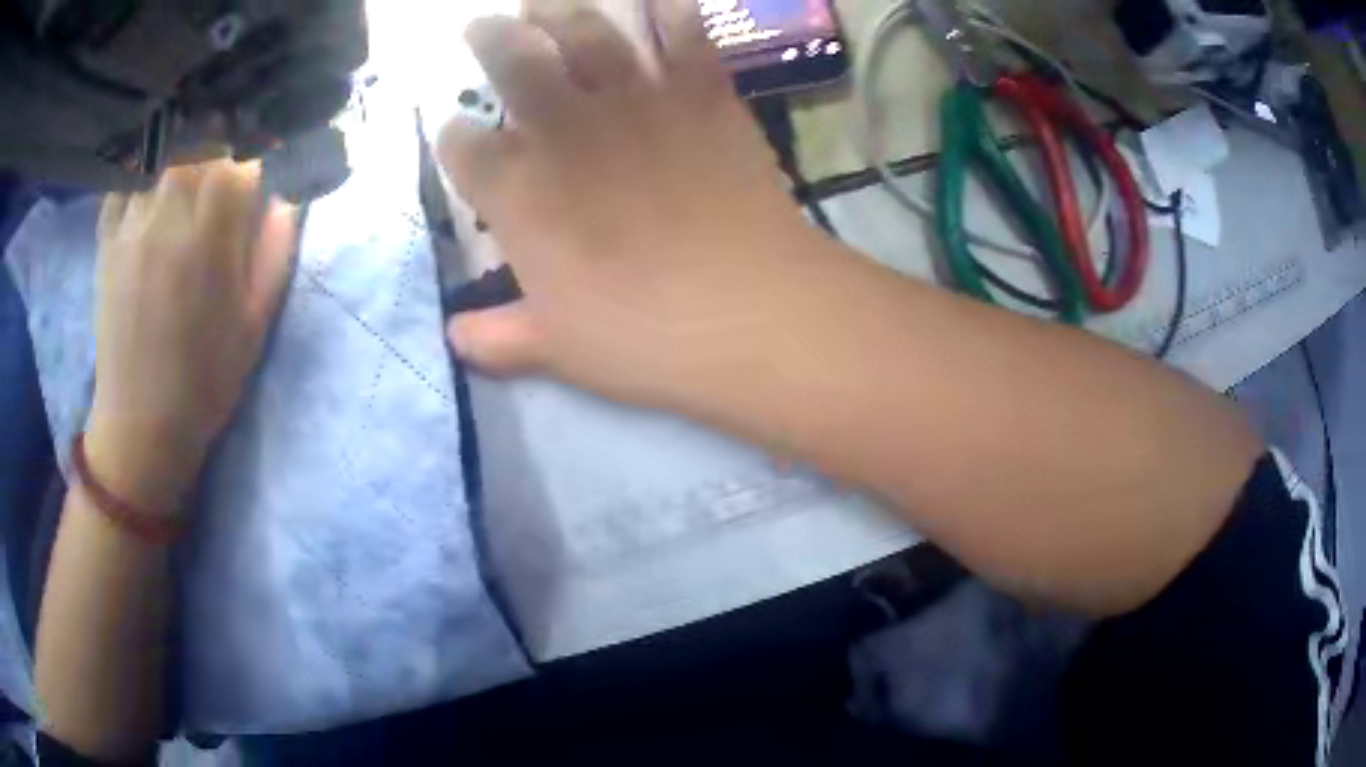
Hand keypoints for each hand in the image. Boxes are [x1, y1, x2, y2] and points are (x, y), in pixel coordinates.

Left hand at [87, 161, 295, 511]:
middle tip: (231, 149)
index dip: (263, 144)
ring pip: (163, 149)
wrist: (141, 423)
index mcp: (213, 232)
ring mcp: (133, 221)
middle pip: (202, 135)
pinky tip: (151, 182)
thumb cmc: (205, 377)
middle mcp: (170, 211)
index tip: (271, 151)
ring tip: (192, 157)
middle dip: (223, 134)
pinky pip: (126, 177)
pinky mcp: (107, 237)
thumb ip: (274, 249)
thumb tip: (284, 195)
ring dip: (184, 145)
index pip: (244, 152)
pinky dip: (142, 167)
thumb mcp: (255, 320)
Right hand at [439, 1, 836, 409]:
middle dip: (490, 39)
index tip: (457, 138)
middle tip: (483, 25)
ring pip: (586, 33)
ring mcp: (636, 102)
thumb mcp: (558, 350)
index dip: (454, 140)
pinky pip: (683, 35)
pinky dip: (670, 11)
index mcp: (517, 193)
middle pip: (513, 63)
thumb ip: (499, 340)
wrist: (751, 310)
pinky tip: (659, 0)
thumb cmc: (645, 338)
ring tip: (543, 2)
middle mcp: (565, 129)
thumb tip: (454, 339)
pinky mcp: (702, 94)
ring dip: (558, 10)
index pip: (463, 148)